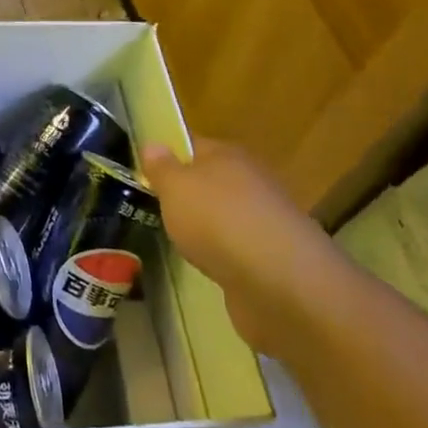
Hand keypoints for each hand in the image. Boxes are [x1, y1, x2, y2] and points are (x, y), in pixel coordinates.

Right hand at [143, 139, 352, 356]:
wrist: (281, 283)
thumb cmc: (218, 221)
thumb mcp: (175, 188)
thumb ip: (162, 168)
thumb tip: (153, 144)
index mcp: (228, 155)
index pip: (194, 144)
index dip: (170, 154)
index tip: (145, 170)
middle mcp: (252, 181)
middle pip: (212, 180)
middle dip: (189, 193)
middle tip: (156, 208)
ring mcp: (266, 221)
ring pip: (227, 215)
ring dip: (208, 227)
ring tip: (178, 240)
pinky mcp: (275, 259)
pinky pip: (239, 249)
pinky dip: (224, 256)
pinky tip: (208, 267)